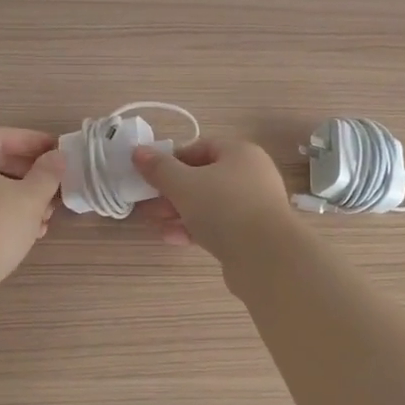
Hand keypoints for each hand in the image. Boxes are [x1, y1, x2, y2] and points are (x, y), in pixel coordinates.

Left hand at [0, 128, 64, 289]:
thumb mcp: (31, 196)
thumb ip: (48, 172)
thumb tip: (57, 157)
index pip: (1, 136)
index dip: (31, 140)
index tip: (57, 150)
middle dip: (30, 173)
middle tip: (56, 183)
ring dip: (21, 197)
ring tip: (48, 214)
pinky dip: (6, 213)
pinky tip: (31, 232)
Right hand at [131, 138, 294, 260]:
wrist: (266, 257)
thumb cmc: (223, 207)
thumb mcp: (183, 184)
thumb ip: (159, 168)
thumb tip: (138, 152)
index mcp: (240, 153)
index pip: (201, 147)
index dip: (173, 159)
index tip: (151, 175)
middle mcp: (250, 176)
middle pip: (203, 178)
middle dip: (171, 191)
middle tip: (147, 203)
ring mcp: (253, 207)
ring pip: (208, 205)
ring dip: (179, 212)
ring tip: (153, 222)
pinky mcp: (250, 235)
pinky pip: (217, 226)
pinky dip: (194, 229)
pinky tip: (171, 238)